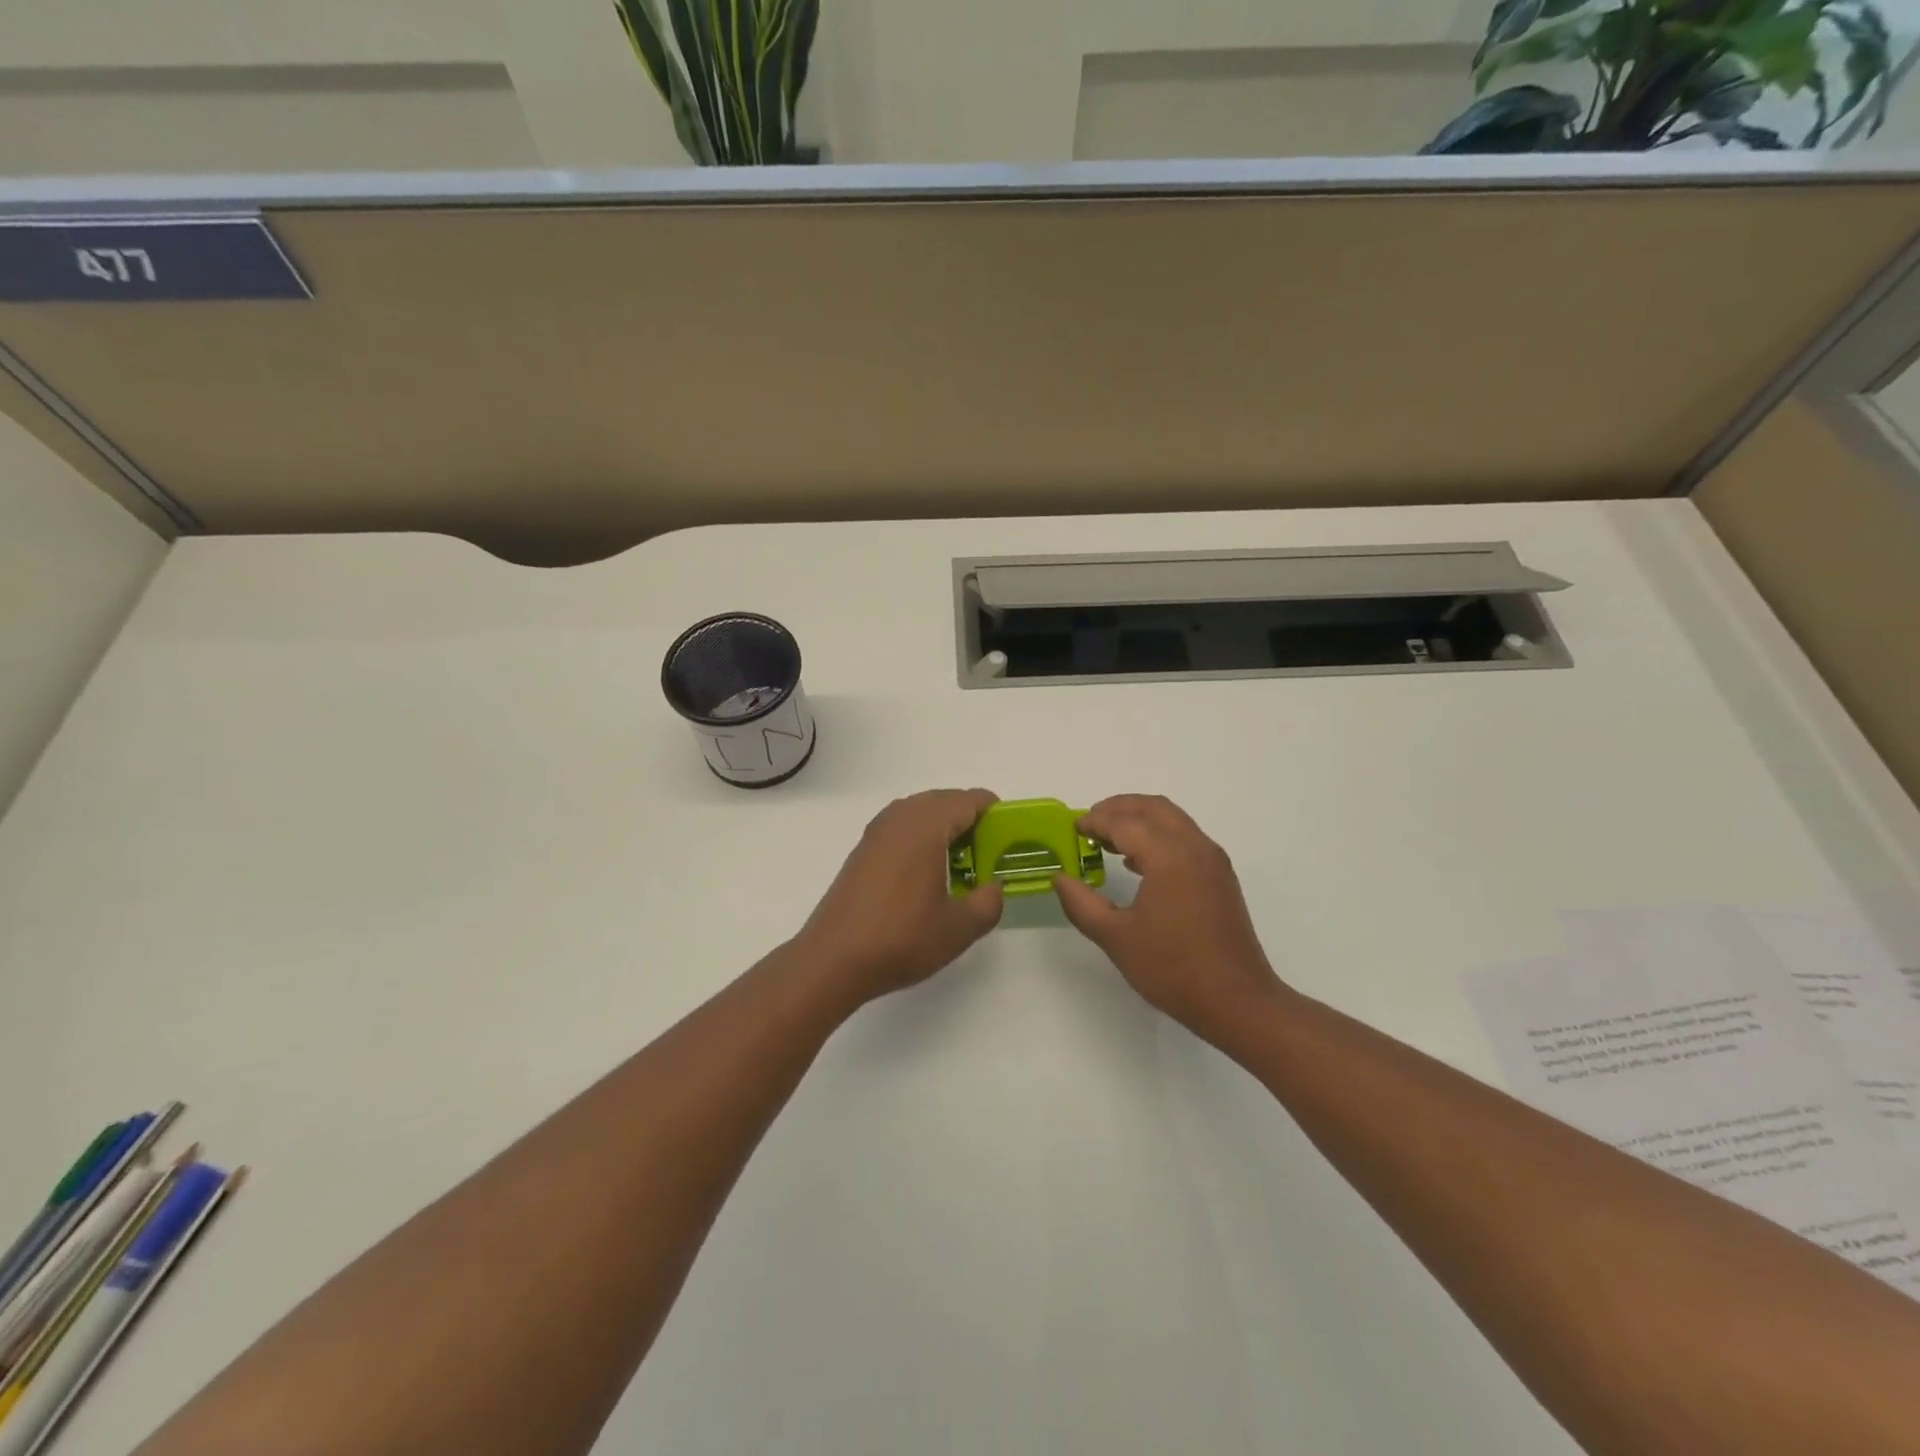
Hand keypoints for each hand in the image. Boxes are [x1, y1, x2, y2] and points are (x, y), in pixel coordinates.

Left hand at [794, 789, 1004, 1003]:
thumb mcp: (959, 928)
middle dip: (970, 820)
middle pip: (944, 801)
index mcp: (926, 826)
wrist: (833, 959)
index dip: (994, 814)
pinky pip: (902, 828)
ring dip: (944, 829)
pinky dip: (921, 839)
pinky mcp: (862, 850)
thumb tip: (993, 887)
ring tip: (960, 866)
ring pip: (921, 813)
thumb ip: (988, 902)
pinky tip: (927, 876)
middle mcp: (900, 818)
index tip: (1009, 838)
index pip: (969, 800)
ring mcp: (877, 832)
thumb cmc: (901, 938)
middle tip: (988, 855)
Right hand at [1053, 795, 1285, 1043]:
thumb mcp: (1116, 938)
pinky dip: (1158, 835)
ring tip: (1108, 840)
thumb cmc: (1173, 968)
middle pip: (1153, 808)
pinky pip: (1185, 838)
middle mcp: (1194, 847)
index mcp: (1169, 856)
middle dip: (1119, 808)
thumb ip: (1081, 904)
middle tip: (1089, 823)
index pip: (1125, 823)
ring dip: (1139, 820)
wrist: (1237, 1001)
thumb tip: (1060, 879)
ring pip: (1172, 820)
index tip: (1073, 828)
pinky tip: (1138, 863)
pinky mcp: (1220, 877)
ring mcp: (1212, 860)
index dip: (1095, 821)